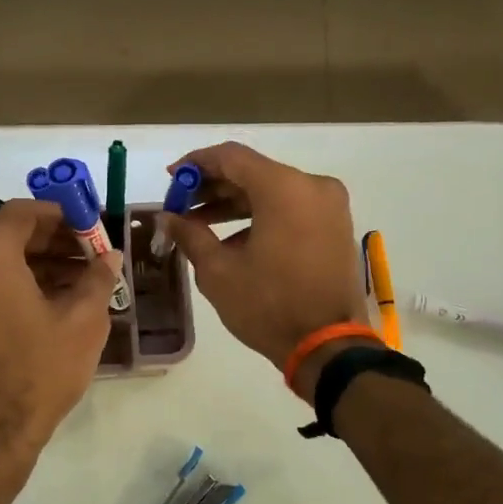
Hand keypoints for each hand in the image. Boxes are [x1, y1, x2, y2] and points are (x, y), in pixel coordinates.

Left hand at [0, 199, 118, 458]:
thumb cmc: (38, 370)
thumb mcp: (83, 321)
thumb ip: (97, 277)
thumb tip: (109, 256)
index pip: (22, 212)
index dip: (60, 214)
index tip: (91, 227)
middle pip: (7, 235)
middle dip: (52, 240)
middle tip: (91, 255)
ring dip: (36, 264)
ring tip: (80, 282)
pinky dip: (15, 284)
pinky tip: (52, 304)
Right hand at [163, 143, 375, 395]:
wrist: (328, 346)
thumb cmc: (268, 305)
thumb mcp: (218, 271)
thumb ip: (190, 234)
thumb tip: (167, 218)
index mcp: (284, 188)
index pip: (231, 157)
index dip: (196, 164)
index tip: (171, 179)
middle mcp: (312, 186)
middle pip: (253, 172)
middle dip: (213, 186)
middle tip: (180, 205)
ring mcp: (329, 206)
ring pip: (272, 191)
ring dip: (235, 204)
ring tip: (198, 224)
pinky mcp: (335, 227)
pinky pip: (291, 209)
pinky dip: (261, 216)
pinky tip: (232, 240)